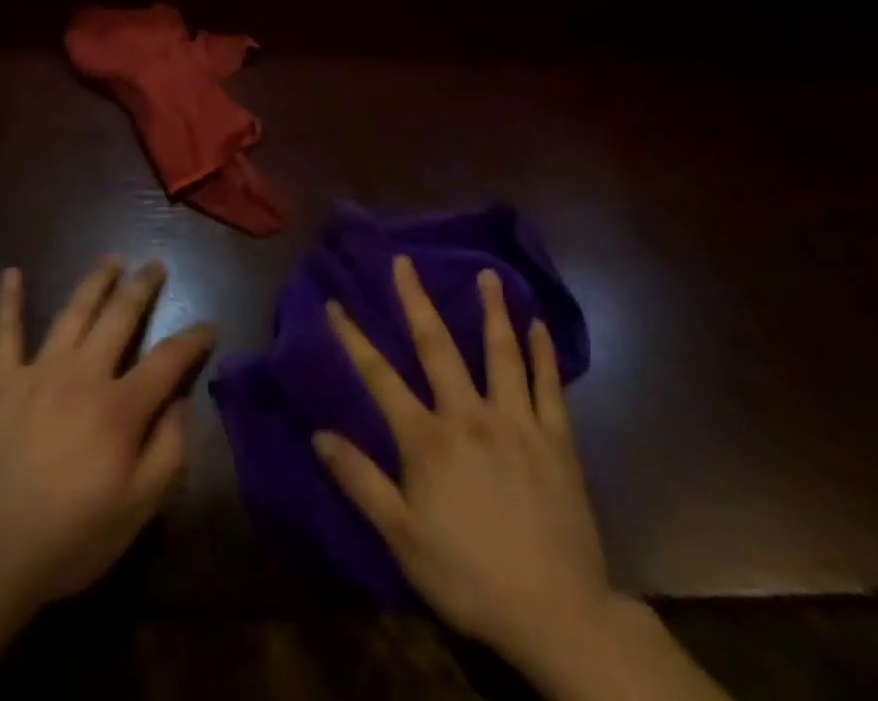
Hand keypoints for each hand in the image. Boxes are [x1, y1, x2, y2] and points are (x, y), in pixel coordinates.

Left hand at [0, 257, 212, 613]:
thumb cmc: (70, 538)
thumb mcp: (138, 510)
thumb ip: (169, 452)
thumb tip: (181, 403)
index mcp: (120, 406)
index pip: (167, 359)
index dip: (192, 339)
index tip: (208, 326)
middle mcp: (83, 374)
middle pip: (120, 315)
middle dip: (142, 286)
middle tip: (155, 265)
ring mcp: (38, 372)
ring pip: (74, 312)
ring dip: (95, 281)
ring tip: (112, 260)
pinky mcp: (1, 383)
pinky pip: (4, 333)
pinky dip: (8, 302)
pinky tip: (10, 273)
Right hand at [314, 256, 612, 677]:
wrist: (559, 616)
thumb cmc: (470, 576)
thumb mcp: (402, 538)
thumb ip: (360, 480)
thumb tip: (319, 433)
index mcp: (428, 439)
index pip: (379, 376)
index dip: (353, 337)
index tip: (334, 303)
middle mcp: (469, 415)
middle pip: (437, 346)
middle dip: (416, 300)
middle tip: (405, 261)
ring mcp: (517, 423)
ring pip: (501, 353)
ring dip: (492, 310)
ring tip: (488, 274)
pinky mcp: (557, 440)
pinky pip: (549, 386)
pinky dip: (543, 352)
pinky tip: (539, 324)